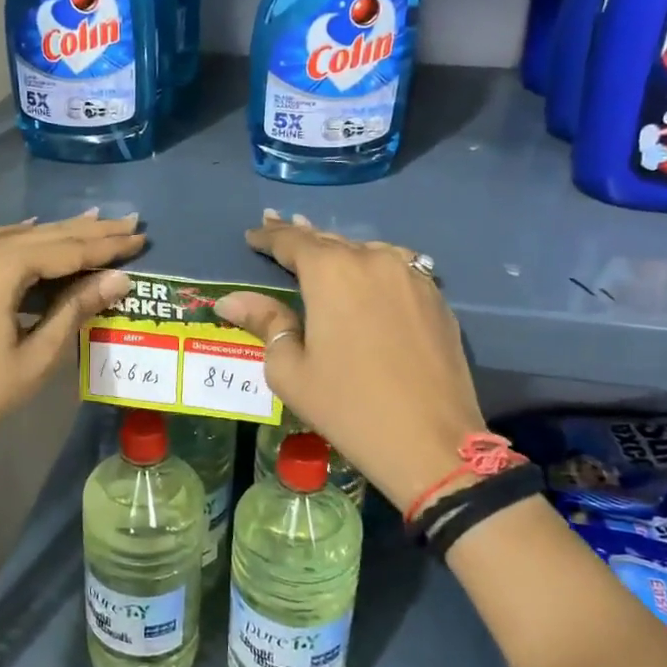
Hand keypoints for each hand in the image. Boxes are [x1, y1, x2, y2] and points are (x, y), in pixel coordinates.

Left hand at [0, 212, 142, 483]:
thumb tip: (118, 280)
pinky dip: (21, 244)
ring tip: (94, 224)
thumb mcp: (36, 356)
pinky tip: (37, 238)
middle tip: (128, 222)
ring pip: (14, 238)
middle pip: (41, 235)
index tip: (141, 235)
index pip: (65, 248)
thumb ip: (75, 309)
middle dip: (87, 231)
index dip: (106, 245)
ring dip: (55, 234)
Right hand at [214, 212, 488, 511]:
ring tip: (320, 248)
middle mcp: (373, 259)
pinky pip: (397, 268)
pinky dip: (373, 266)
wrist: (431, 442)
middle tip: (278, 225)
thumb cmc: (348, 406)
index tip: (253, 233)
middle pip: (330, 241)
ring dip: (339, 250)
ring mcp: (412, 276)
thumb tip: (230, 300)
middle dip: (302, 235)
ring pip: (366, 251)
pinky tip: (367, 275)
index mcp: (332, 271)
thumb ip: (264, 323)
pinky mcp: (436, 298)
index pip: (292, 242)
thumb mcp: (290, 370)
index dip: (269, 236)